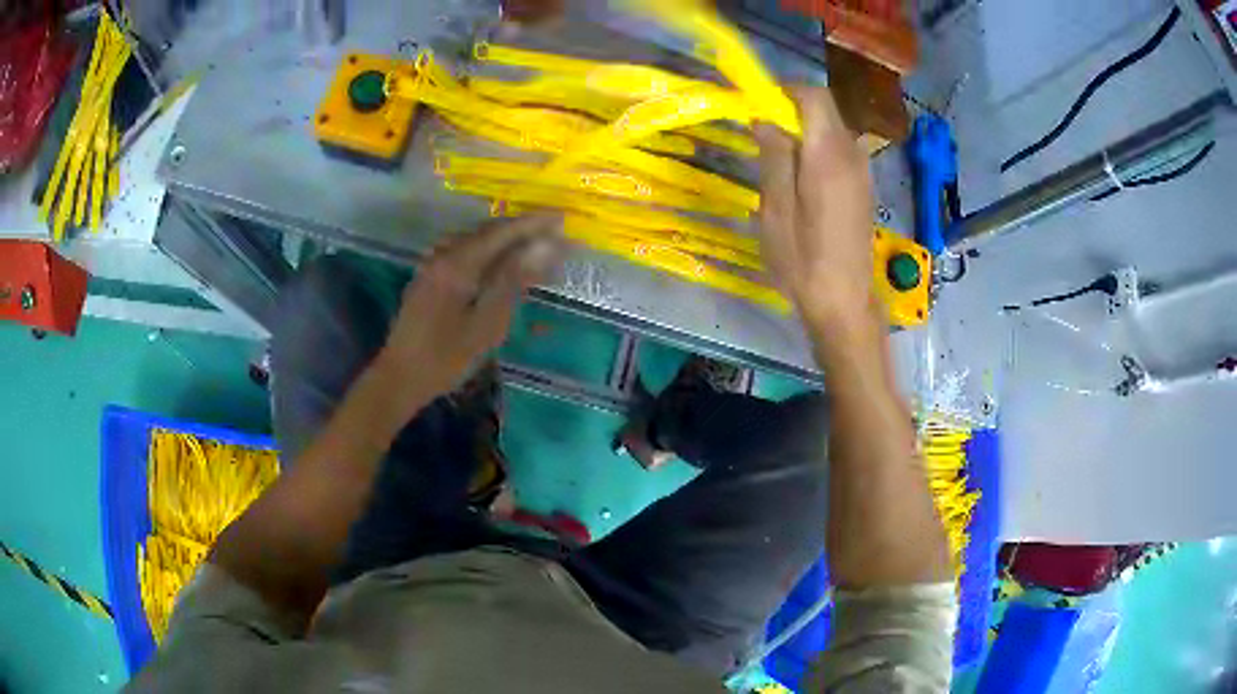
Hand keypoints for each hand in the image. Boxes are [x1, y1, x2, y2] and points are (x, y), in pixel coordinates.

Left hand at [374, 216, 563, 409]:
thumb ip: (513, 281)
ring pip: (475, 241)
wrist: (400, 378)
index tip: (562, 218)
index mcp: (457, 264)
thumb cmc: (445, 358)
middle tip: (554, 232)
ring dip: (505, 239)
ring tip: (532, 244)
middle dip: (522, 229)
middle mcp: (443, 255)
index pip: (502, 232)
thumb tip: (544, 247)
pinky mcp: (429, 278)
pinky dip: (488, 251)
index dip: (534, 223)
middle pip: (487, 232)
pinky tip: (498, 262)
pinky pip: (464, 252)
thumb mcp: (486, 323)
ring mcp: (432, 265)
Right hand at [754, 86, 877, 332]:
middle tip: (761, 133)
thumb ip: (774, 156)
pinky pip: (839, 152)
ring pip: (832, 130)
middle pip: (825, 111)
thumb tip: (766, 119)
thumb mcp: (775, 208)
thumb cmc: (803, 260)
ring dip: (804, 132)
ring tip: (776, 160)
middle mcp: (852, 155)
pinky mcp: (864, 188)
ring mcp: (863, 172)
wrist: (845, 302)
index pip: (814, 96)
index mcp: (828, 155)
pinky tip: (800, 180)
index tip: (758, 102)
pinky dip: (817, 150)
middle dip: (792, 111)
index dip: (786, 90)